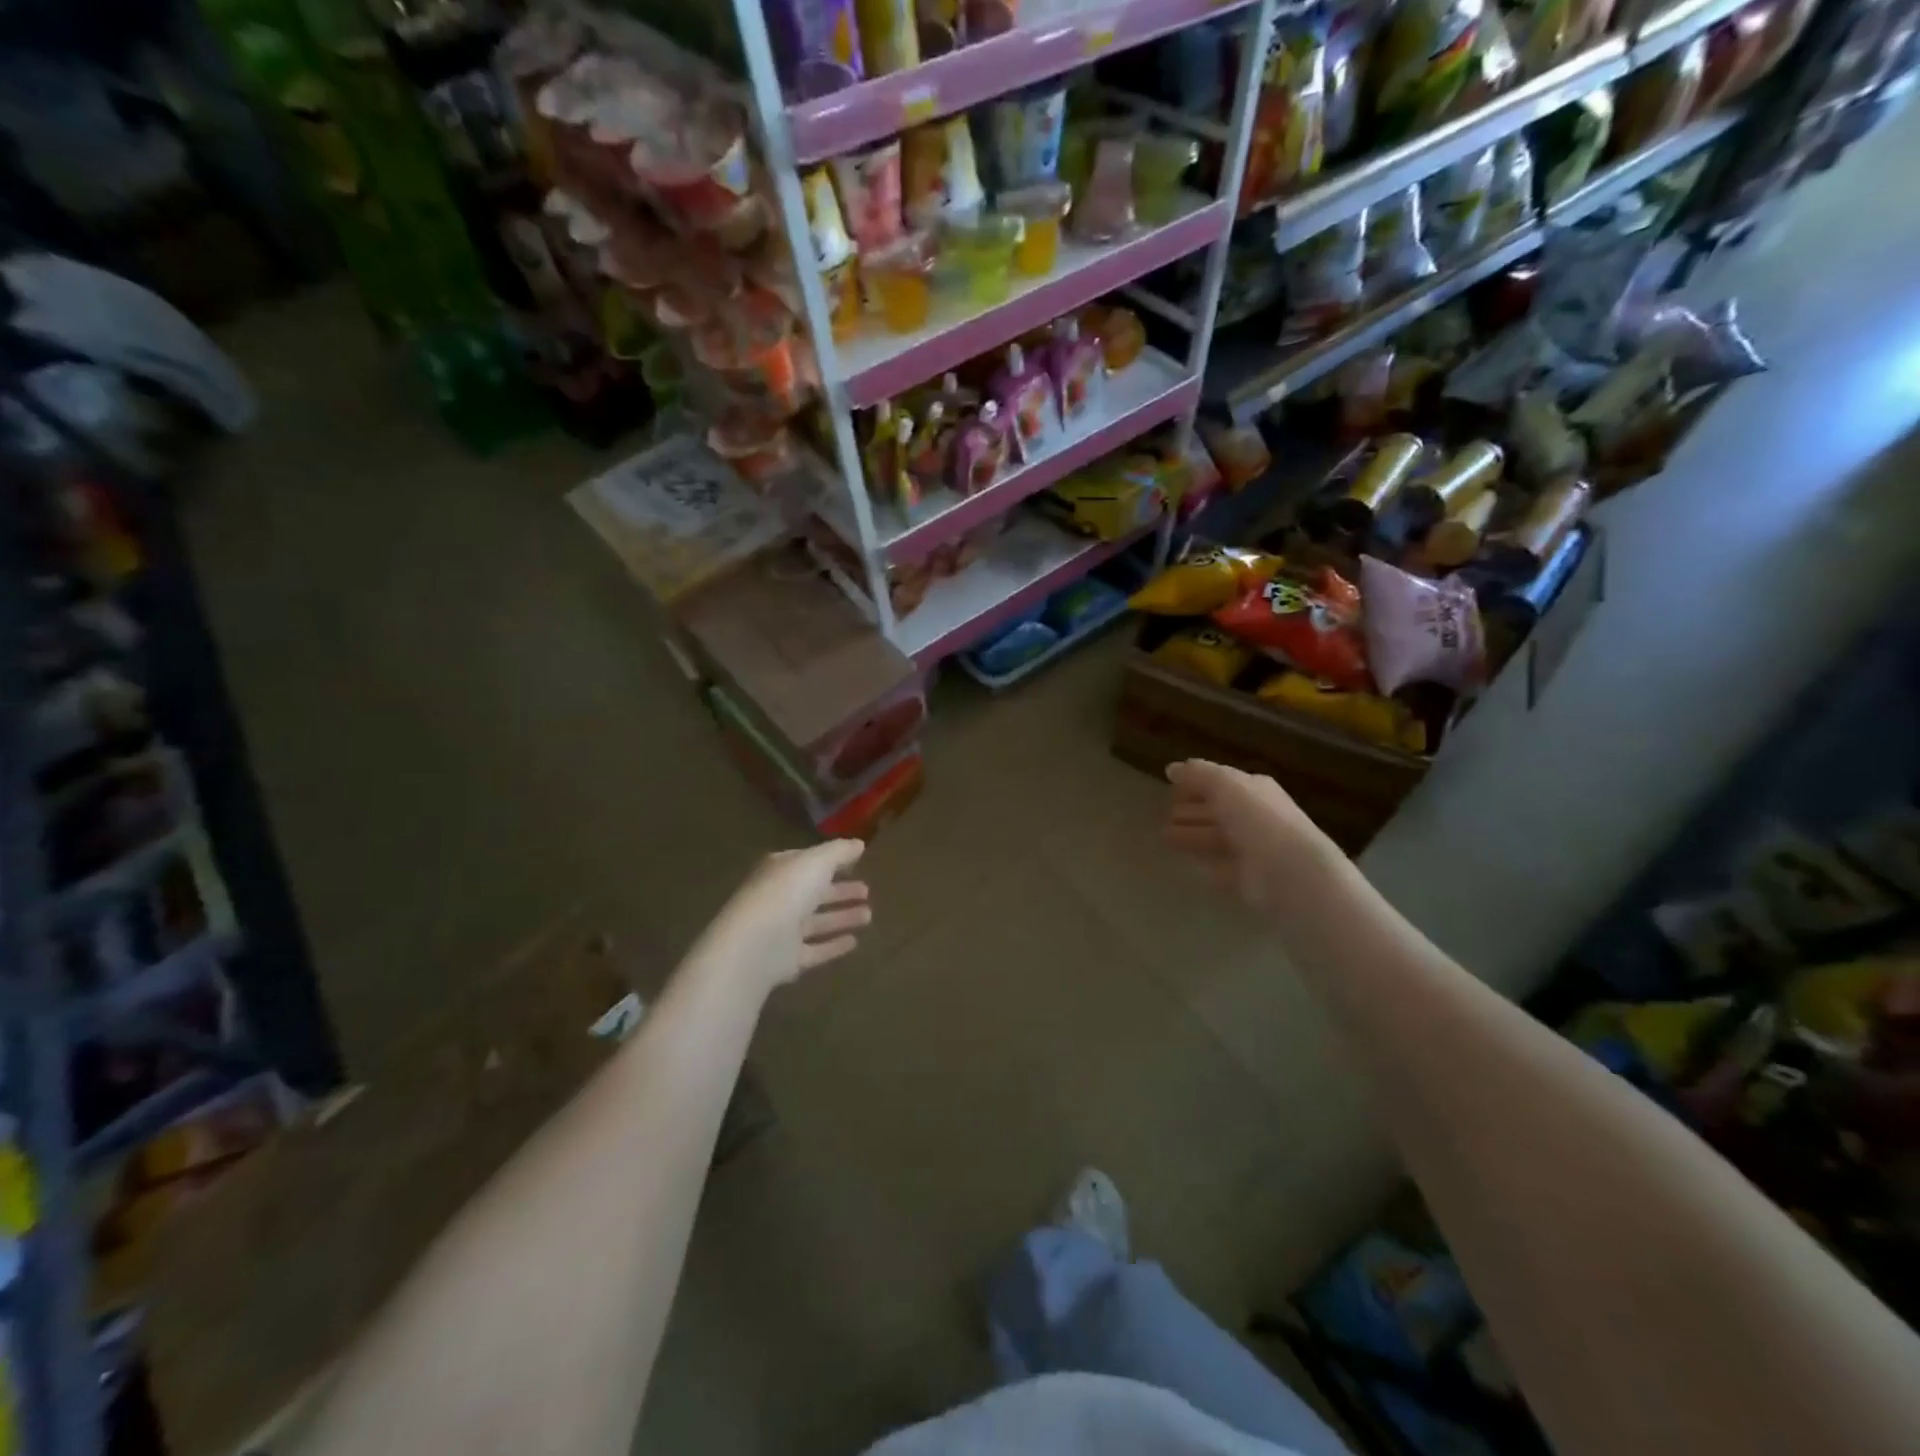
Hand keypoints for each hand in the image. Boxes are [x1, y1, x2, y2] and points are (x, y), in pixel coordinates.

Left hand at [691, 840, 871, 995]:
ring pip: (816, 921)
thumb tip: (859, 844)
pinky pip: (815, 949)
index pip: (808, 861)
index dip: (832, 860)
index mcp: (780, 870)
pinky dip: (833, 945)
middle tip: (867, 890)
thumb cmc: (786, 893)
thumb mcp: (816, 862)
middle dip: (840, 891)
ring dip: (841, 917)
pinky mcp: (787, 959)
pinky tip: (855, 942)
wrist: (755, 945)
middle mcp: (779, 898)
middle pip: (814, 892)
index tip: (857, 861)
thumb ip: (839, 852)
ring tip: (869, 915)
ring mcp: (781, 930)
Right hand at [1164, 760, 1327, 909]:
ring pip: (1216, 839)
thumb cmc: (1256, 818)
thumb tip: (1172, 768)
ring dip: (1191, 836)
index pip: (1222, 783)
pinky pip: (1221, 867)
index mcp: (1255, 790)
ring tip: (1164, 837)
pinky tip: (1189, 862)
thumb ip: (1198, 774)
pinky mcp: (1248, 879)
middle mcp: (1256, 817)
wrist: (1288, 871)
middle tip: (1166, 815)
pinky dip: (1206, 863)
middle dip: (1192, 812)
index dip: (1197, 783)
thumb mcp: (1224, 784)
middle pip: (1218, 812)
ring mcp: (1253, 850)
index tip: (1171, 787)